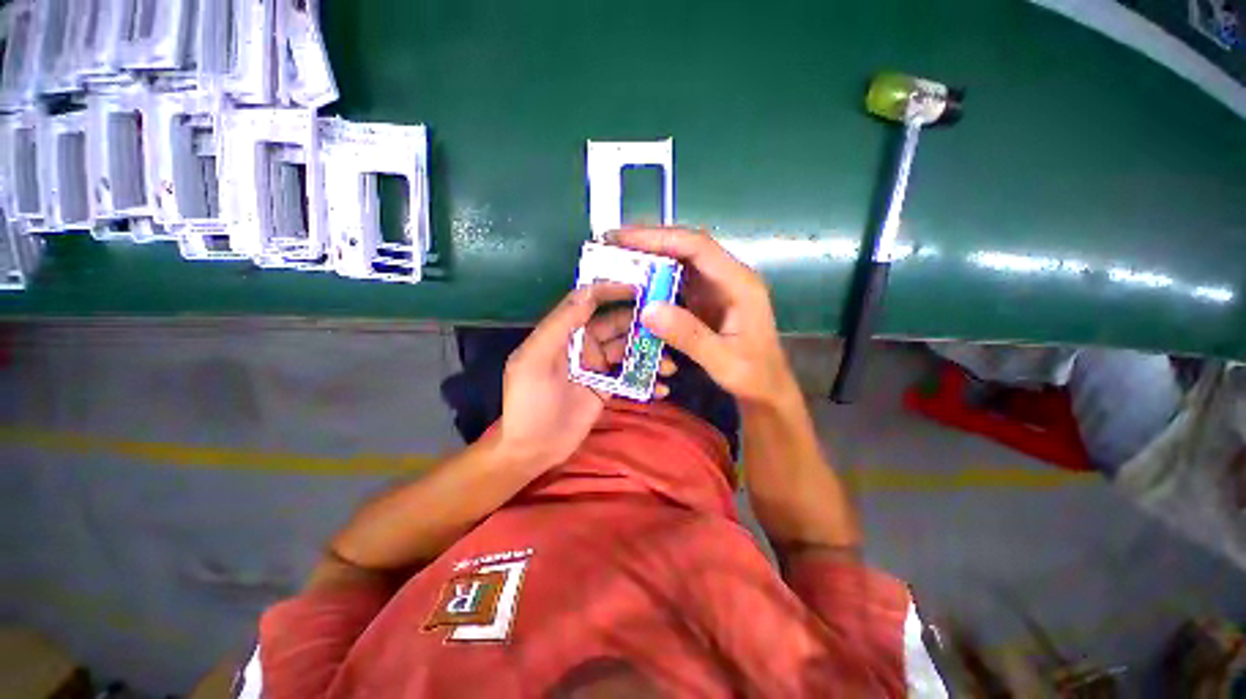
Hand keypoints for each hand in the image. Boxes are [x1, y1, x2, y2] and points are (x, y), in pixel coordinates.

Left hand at [499, 282, 676, 469]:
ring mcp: (599, 367)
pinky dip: (647, 381)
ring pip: (630, 351)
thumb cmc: (529, 402)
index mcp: (565, 331)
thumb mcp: (535, 360)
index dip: (613, 290)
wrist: (533, 448)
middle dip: (643, 325)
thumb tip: (587, 292)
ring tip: (670, 366)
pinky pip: (632, 377)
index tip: (641, 287)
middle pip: (619, 325)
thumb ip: (560, 325)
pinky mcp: (608, 388)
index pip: (590, 301)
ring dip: (650, 355)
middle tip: (670, 328)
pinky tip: (661, 389)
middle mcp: (585, 344)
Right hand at [610, 227, 795, 406]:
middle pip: (686, 248)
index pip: (697, 247)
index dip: (659, 238)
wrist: (766, 387)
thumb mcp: (723, 361)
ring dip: (650, 258)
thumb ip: (690, 336)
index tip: (623, 239)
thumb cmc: (753, 375)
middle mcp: (726, 277)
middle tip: (611, 244)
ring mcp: (715, 287)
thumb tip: (648, 309)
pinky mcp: (705, 299)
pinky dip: (654, 279)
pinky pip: (677, 281)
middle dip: (649, 242)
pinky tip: (635, 284)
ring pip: (679, 262)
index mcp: (738, 283)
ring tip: (617, 259)